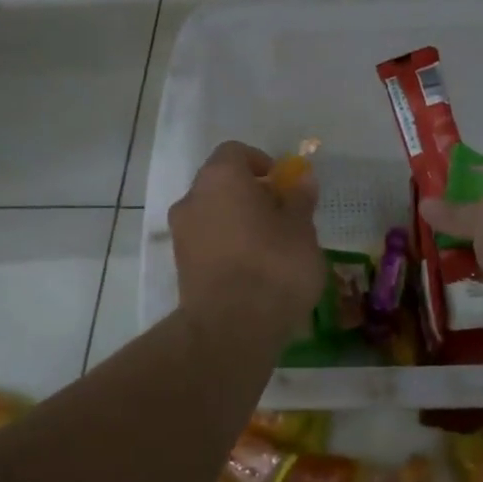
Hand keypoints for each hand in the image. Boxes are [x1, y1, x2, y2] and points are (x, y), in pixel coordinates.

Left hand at [170, 142, 326, 341]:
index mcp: (221, 177)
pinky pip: (207, 243)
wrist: (231, 328)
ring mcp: (181, 234)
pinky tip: (252, 272)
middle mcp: (193, 198)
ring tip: (270, 249)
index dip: (261, 163)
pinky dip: (227, 247)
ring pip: (213, 215)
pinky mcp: (180, 267)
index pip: (235, 152)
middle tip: (282, 217)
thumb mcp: (301, 229)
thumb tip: (302, 180)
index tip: (282, 184)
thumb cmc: (273, 266)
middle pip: (221, 184)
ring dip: (237, 222)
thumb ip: (299, 200)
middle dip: (250, 194)